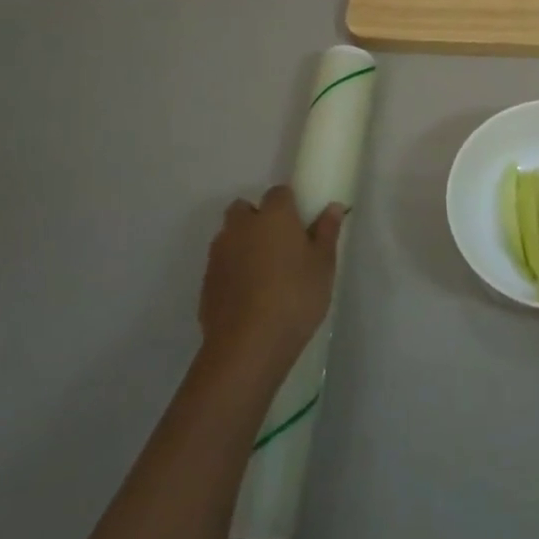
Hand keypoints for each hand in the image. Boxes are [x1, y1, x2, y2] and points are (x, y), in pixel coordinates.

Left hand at [198, 186, 342, 378]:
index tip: (301, 223)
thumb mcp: (323, 265)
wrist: (248, 346)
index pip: (279, 192)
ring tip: (263, 273)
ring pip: (229, 236)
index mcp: (273, 216)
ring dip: (242, 244)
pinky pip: (221, 264)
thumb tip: (332, 207)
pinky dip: (232, 271)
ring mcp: (219, 254)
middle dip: (257, 219)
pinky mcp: (206, 282)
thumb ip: (327, 232)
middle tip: (279, 244)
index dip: (290, 204)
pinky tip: (248, 295)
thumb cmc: (296, 297)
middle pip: (244, 209)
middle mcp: (241, 227)